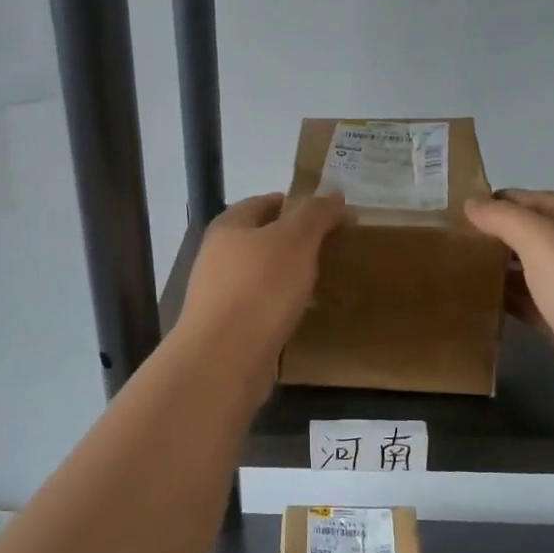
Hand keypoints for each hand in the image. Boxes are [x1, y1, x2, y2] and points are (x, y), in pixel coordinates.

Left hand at [175, 192, 346, 375]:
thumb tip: (335, 194)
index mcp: (228, 227)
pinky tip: (304, 316)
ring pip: (262, 277)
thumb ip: (315, 214)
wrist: (224, 358)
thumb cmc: (260, 288)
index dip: (296, 204)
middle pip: (261, 240)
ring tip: (324, 282)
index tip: (329, 215)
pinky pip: (262, 309)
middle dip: (295, 243)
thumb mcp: (295, 240)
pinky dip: (282, 308)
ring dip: (289, 278)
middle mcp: (218, 257)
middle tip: (332, 249)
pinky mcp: (228, 329)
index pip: (264, 202)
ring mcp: (219, 295)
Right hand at [464, 189, 553, 430]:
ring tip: (456, 267)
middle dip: (498, 233)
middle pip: (536, 236)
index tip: (460, 207)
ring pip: (532, 272)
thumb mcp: (543, 241)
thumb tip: (471, 204)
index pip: (539, 201)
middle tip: (451, 238)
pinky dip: (507, 301)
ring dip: (500, 268)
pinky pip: (532, 307)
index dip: (502, 199)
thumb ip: (505, 219)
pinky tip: (479, 302)